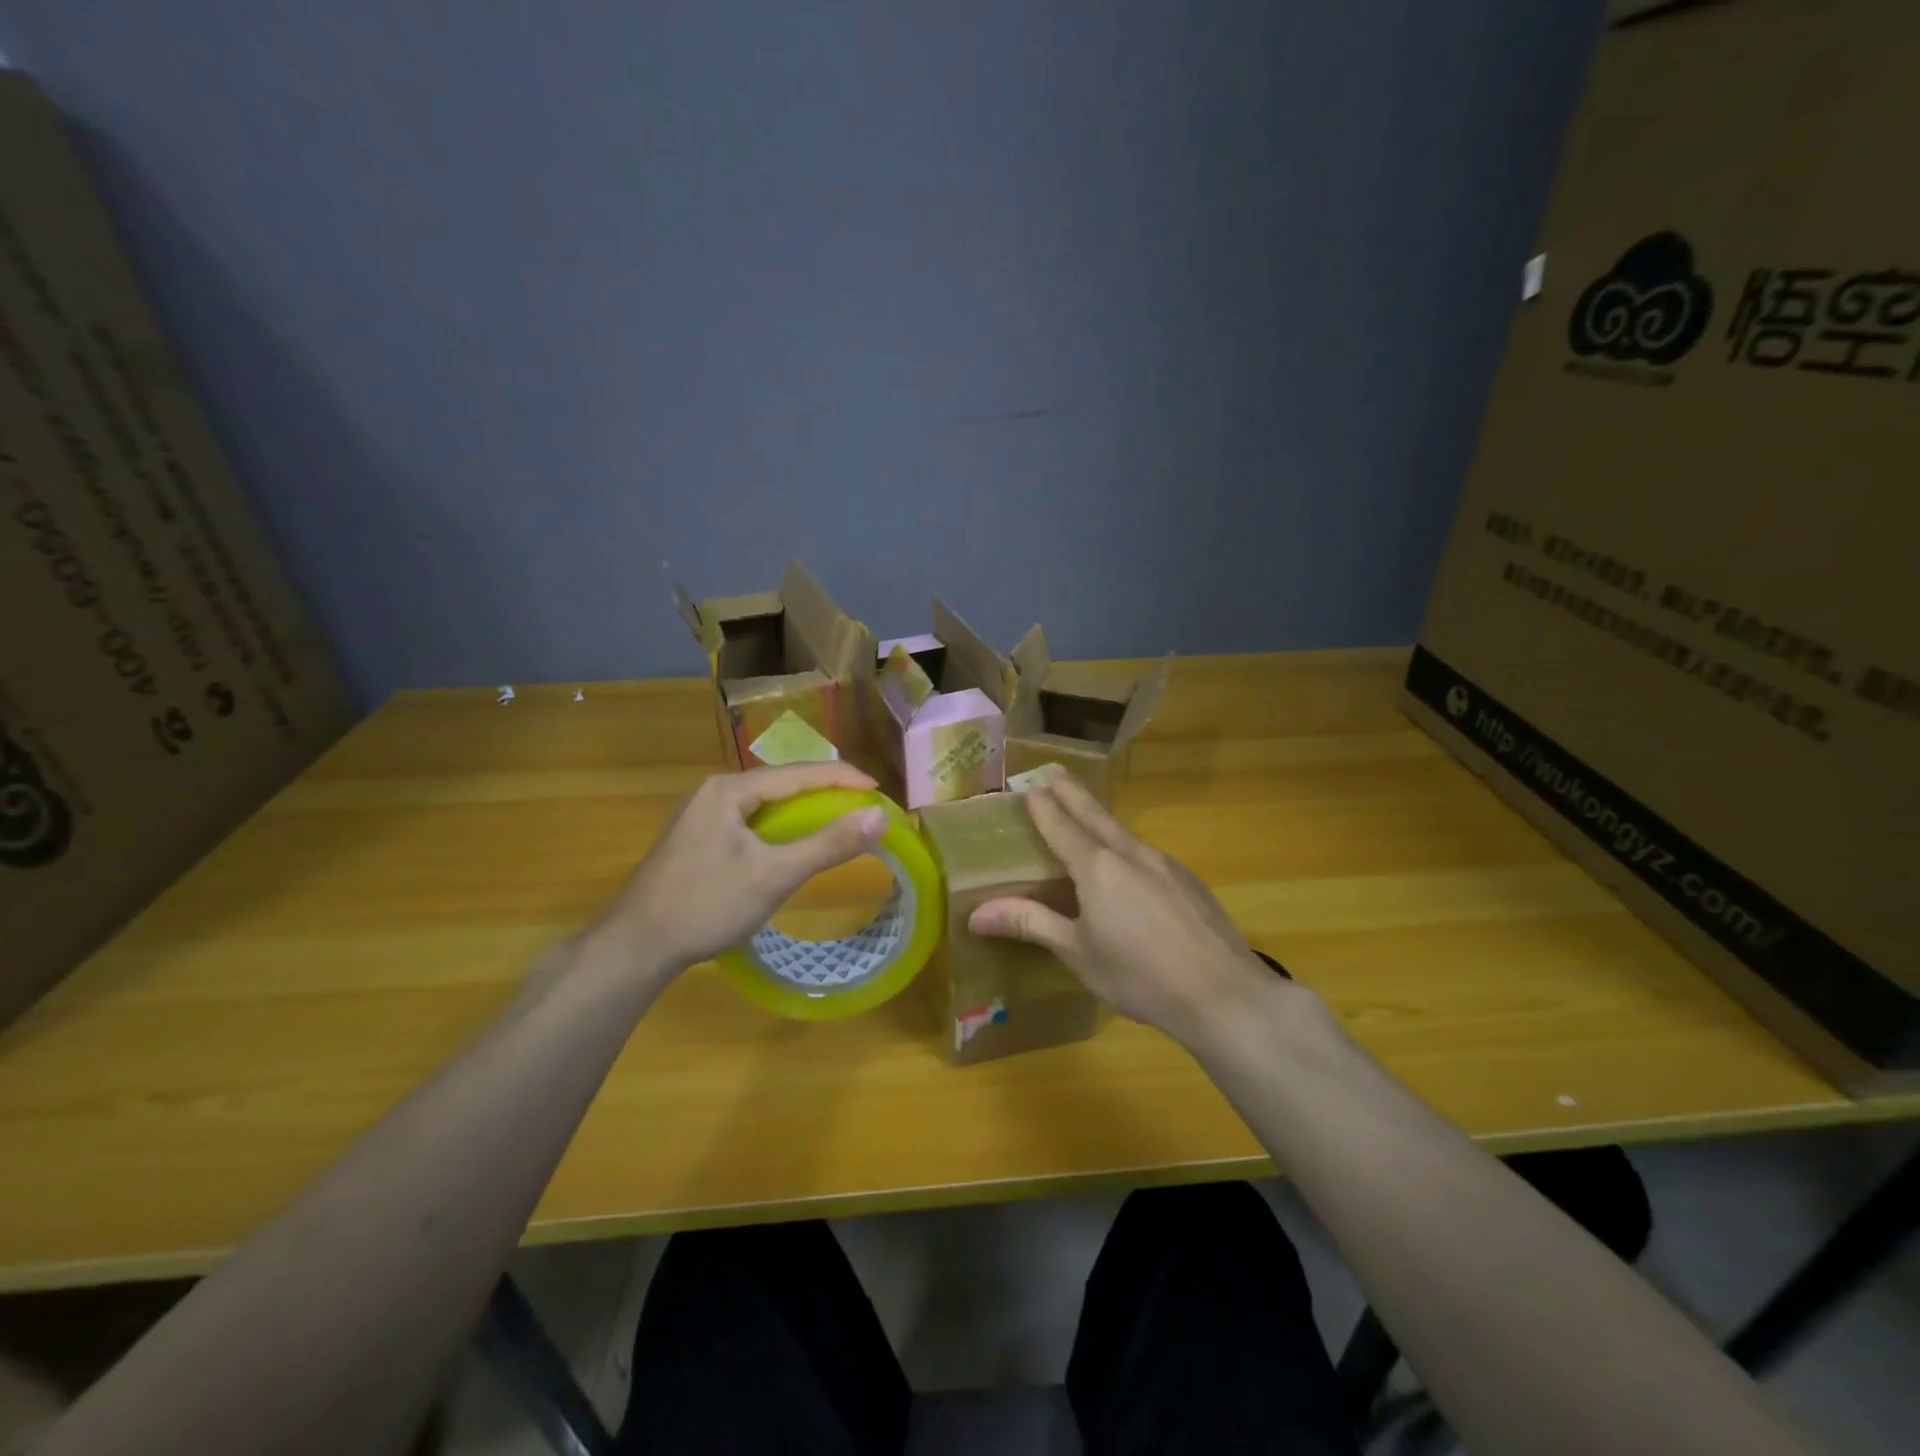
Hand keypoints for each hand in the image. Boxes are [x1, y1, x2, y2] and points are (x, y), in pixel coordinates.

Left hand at [591, 762, 886, 978]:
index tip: (879, 790)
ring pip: (765, 803)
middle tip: (862, 806)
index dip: (843, 778)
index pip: (799, 773)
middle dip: (825, 791)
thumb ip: (827, 844)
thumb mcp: (774, 875)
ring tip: (837, 820)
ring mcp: (701, 814)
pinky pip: (750, 820)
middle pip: (782, 783)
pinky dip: (780, 827)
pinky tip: (792, 843)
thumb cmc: (706, 905)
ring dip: (802, 810)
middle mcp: (714, 791)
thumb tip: (879, 816)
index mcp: (730, 789)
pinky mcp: (696, 838)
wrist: (635, 946)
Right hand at [967, 777, 1287, 1045]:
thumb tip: (975, 914)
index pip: (1061, 827)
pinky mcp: (1189, 881)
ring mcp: (1165, 865)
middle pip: (1094, 815)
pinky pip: (1147, 854)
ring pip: (1124, 832)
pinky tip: (1131, 866)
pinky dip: (1127, 846)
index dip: (1043, 806)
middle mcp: (1130, 854)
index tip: (1029, 786)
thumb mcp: (1077, 952)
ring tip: (1087, 814)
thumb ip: (1030, 924)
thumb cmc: (1138, 975)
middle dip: (1072, 793)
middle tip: (1054, 772)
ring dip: (1100, 818)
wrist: (1222, 994)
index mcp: (1096, 868)